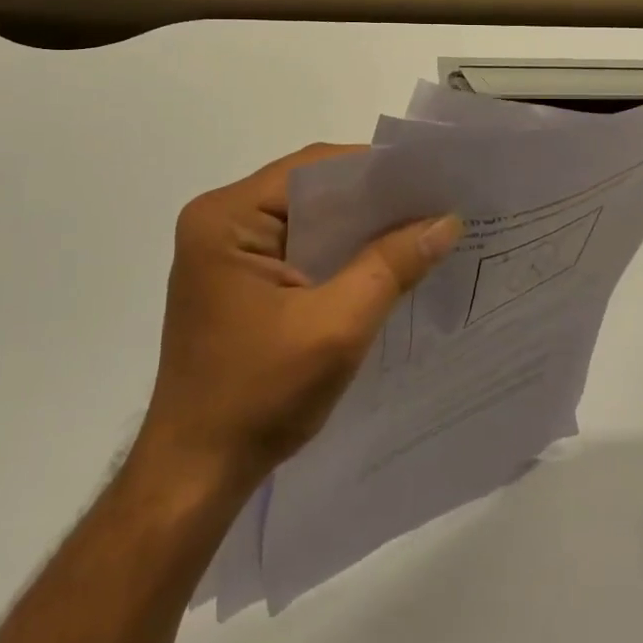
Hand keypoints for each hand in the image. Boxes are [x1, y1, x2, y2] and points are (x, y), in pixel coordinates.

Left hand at [136, 144, 461, 493]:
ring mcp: (225, 251)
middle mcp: (220, 221)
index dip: (374, 170)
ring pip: (307, 219)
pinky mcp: (237, 279)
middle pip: (310, 190)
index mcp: (226, 217)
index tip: (429, 179)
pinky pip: (298, 247)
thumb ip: (392, 266)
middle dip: (372, 200)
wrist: (196, 474)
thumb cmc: (258, 396)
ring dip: (358, 227)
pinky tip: (381, 261)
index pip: (312, 168)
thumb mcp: (337, 327)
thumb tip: (446, 220)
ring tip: (420, 228)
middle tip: (434, 203)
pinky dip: (339, 252)